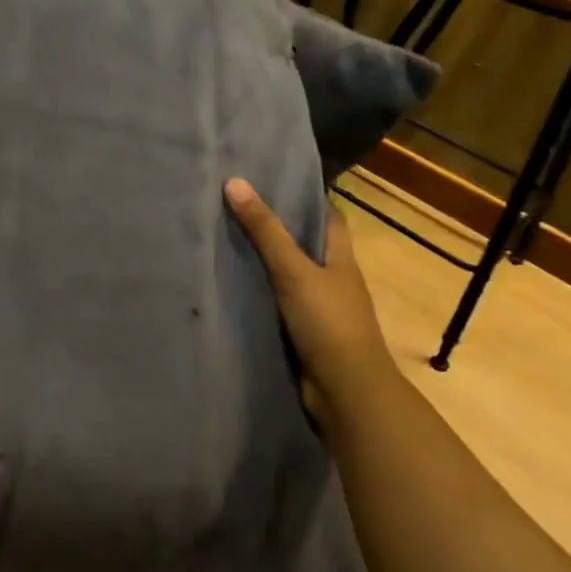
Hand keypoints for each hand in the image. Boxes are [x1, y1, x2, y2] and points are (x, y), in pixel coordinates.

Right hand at [224, 178, 397, 423]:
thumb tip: (234, 182)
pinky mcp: (303, 333)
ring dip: (264, 261)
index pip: (328, 217)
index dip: (307, 197)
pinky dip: (259, 291)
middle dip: (278, 227)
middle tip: (236, 204)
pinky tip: (231, 282)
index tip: (274, 178)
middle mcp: (333, 280)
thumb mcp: (294, 270)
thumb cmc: (328, 322)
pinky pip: (277, 302)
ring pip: (289, 274)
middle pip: (306, 245)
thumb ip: (265, 230)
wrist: (346, 393)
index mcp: (341, 259)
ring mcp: (319, 309)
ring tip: (224, 237)